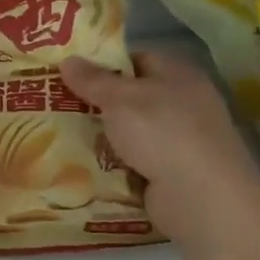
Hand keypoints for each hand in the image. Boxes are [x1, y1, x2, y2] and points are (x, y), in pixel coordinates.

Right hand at [61, 52, 259, 242]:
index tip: (70, 73)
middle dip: (97, 104)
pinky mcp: (173, 175)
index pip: (137, 60)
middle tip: (56, 105)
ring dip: (102, 138)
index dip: (104, 64)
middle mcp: (183, 105)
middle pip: (131, 98)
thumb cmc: (163, 133)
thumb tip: (67, 59)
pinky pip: (134, 164)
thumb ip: (92, 80)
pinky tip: (82, 168)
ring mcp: (180, 142)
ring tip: (59, 137)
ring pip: (130, 133)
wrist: (202, 199)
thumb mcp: (120, 99)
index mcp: (178, 75)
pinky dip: (113, 166)